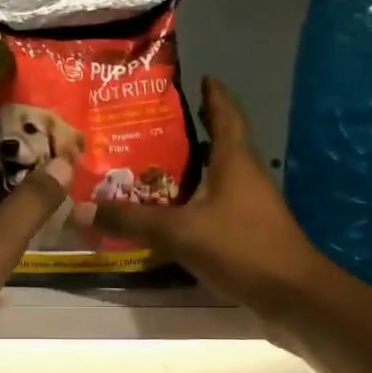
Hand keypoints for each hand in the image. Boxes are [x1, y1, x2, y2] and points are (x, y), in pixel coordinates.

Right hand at [86, 77, 332, 316]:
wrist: (292, 296)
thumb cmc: (241, 248)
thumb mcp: (179, 232)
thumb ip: (131, 221)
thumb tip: (79, 210)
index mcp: (235, 161)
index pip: (225, 114)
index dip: (213, 94)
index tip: (199, 77)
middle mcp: (245, 177)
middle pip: (219, 144)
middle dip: (191, 132)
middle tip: (152, 126)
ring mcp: (249, 207)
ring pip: (216, 177)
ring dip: (189, 170)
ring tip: (150, 167)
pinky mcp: (247, 234)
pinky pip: (214, 207)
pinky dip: (192, 203)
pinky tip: (168, 215)